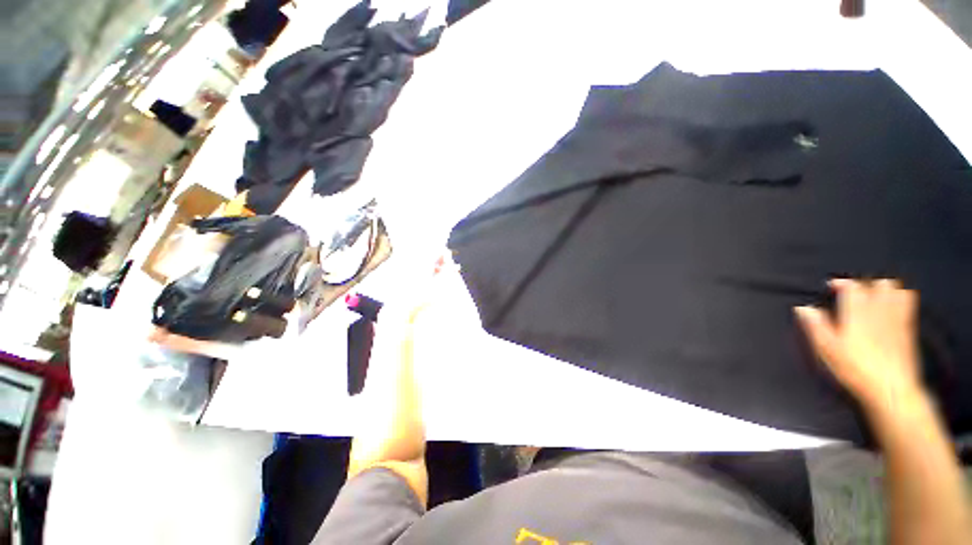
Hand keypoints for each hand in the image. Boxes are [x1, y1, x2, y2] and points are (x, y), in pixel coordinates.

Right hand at [795, 279, 922, 410]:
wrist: (891, 389)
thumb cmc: (854, 369)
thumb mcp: (827, 350)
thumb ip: (816, 326)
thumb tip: (804, 308)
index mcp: (856, 313)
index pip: (851, 286)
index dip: (841, 283)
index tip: (831, 286)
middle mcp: (878, 310)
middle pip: (877, 284)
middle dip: (866, 284)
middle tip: (854, 293)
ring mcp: (896, 318)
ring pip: (896, 290)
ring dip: (884, 289)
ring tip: (874, 296)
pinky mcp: (908, 328)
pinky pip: (909, 302)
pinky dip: (901, 297)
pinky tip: (894, 304)